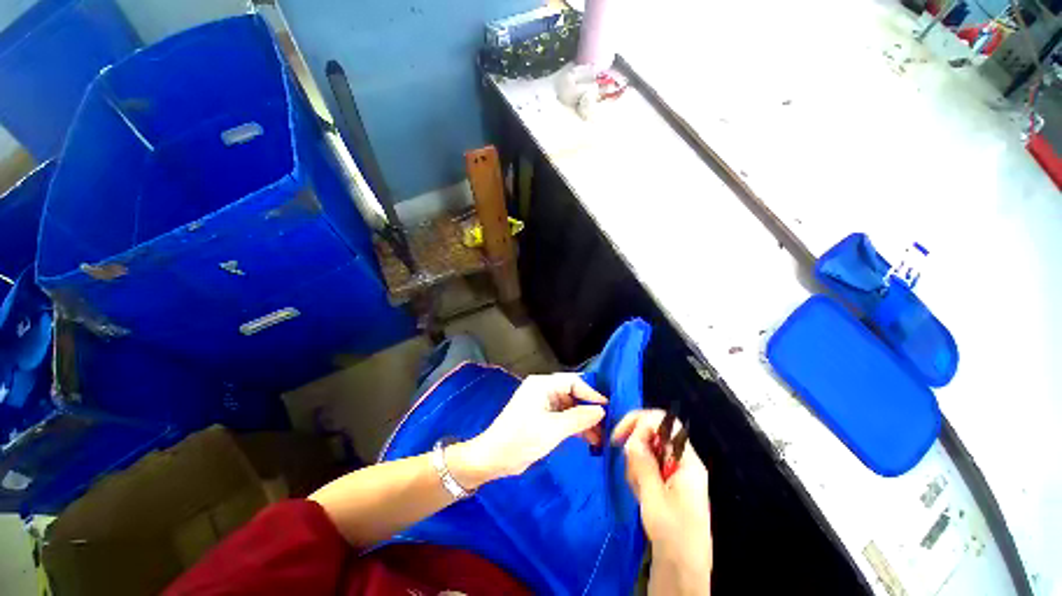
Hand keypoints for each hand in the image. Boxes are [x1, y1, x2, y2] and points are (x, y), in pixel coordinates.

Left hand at [457, 373, 607, 483]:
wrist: (493, 459)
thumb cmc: (521, 439)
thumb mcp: (553, 430)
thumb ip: (578, 418)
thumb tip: (601, 410)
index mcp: (542, 385)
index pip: (572, 382)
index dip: (591, 393)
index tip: (607, 408)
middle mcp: (543, 390)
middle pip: (572, 394)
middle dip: (588, 409)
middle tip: (606, 426)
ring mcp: (541, 404)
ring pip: (569, 407)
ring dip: (583, 421)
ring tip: (600, 438)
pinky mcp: (541, 417)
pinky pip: (562, 417)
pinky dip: (574, 427)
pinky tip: (588, 439)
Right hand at [613, 409, 711, 594]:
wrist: (682, 569)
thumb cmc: (672, 533)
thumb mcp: (654, 497)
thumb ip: (643, 463)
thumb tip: (631, 438)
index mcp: (686, 461)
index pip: (665, 423)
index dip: (641, 421)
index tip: (620, 437)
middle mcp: (682, 461)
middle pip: (653, 434)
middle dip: (635, 447)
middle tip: (630, 471)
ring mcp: (674, 472)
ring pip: (647, 450)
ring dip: (636, 464)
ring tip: (638, 490)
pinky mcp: (666, 482)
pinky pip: (647, 466)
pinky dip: (638, 474)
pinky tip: (640, 493)